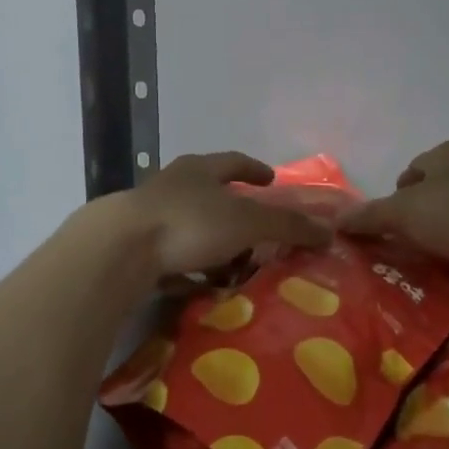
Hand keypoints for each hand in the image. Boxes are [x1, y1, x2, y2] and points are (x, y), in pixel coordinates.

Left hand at [120, 151, 331, 277]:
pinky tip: (202, 286)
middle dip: (234, 208)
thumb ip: (286, 225)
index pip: (234, 162)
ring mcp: (151, 215)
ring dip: (213, 242)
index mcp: (200, 169)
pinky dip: (191, 267)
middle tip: (257, 227)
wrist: (120, 249)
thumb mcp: (246, 222)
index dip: (255, 169)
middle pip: (210, 192)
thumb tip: (328, 230)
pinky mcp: (136, 247)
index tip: (271, 179)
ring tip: (235, 264)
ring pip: (191, 225)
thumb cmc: (189, 222)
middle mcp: (174, 185)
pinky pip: (173, 256)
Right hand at [339, 139, 448, 271]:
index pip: (412, 172)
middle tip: (406, 256)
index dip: (396, 200)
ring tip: (434, 275)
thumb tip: (334, 219)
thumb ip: (371, 217)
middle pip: (439, 198)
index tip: (388, 231)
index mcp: (447, 154)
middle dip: (424, 225)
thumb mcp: (406, 213)